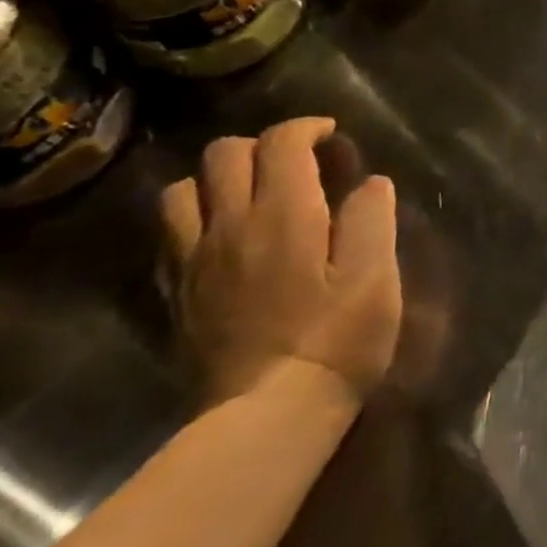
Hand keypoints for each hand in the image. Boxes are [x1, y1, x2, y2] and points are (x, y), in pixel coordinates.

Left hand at [161, 117, 400, 403]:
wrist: (265, 418)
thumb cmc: (336, 340)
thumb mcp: (376, 276)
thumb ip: (373, 218)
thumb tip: (369, 183)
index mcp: (284, 214)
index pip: (281, 142)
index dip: (307, 128)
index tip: (331, 137)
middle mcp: (230, 225)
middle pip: (224, 154)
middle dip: (263, 145)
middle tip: (296, 165)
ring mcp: (194, 261)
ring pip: (182, 190)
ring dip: (217, 179)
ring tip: (251, 195)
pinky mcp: (176, 296)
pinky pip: (169, 235)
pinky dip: (193, 218)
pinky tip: (222, 237)